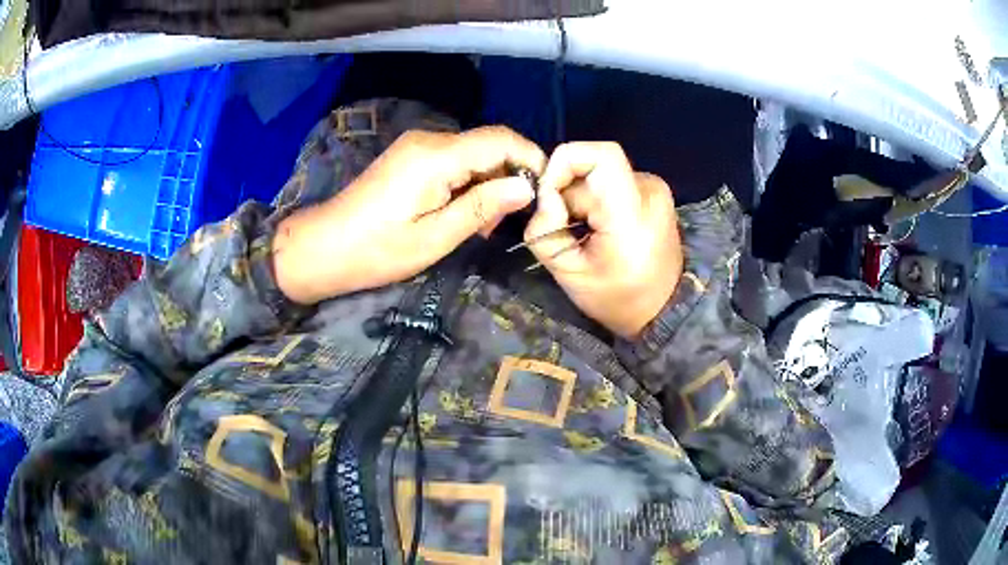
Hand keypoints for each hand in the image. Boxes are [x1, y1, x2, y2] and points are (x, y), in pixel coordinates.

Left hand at [274, 127, 545, 303]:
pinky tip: (458, 213)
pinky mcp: (410, 156)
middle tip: (501, 222)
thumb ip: (483, 207)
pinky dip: (466, 183)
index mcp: (437, 156)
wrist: (324, 247)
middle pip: (489, 144)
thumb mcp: (435, 237)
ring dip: (486, 184)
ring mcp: (417, 146)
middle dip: (507, 177)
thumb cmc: (378, 250)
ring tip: (477, 226)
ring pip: (473, 153)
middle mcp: (429, 140)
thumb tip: (526, 186)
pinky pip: (453, 160)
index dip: (531, 159)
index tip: (543, 193)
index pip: (501, 139)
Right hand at [524, 143, 682, 337]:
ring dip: (581, 195)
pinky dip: (596, 197)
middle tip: (565, 225)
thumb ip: (545, 230)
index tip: (549, 194)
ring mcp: (654, 188)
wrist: (663, 308)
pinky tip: (599, 225)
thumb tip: (544, 196)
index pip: (600, 155)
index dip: (565, 162)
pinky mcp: (653, 191)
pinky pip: (611, 179)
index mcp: (631, 214)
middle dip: (567, 189)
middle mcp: (649, 190)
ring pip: (600, 172)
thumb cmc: (616, 298)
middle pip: (594, 164)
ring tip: (584, 229)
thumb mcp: (569, 274)